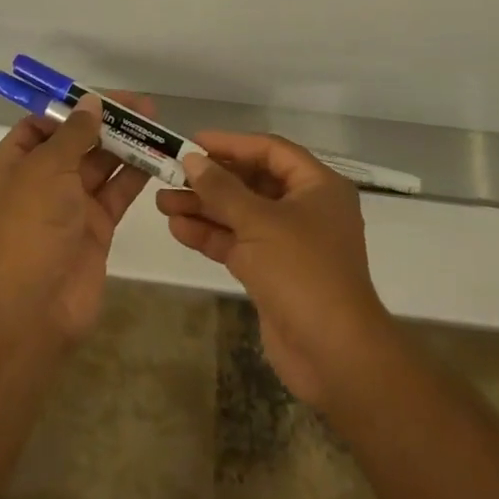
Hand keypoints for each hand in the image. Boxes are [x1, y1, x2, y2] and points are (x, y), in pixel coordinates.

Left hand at [0, 92, 150, 343]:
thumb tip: (91, 104)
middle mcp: (39, 182)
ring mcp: (69, 206)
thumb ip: (74, 134)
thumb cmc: (31, 225)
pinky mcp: (95, 227)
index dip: (70, 110)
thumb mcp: (47, 168)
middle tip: (142, 106)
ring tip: (156, 124)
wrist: (37, 306)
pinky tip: (157, 156)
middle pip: (75, 142)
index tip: (101, 98)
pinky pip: (116, 192)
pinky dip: (134, 175)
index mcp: (12, 165)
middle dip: (105, 123)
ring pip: (99, 166)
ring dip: (125, 145)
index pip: (40, 126)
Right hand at [157, 132, 390, 406]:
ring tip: (163, 202)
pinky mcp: (272, 272)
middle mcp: (305, 208)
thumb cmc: (303, 272)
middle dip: (210, 180)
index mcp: (317, 186)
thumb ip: (222, 188)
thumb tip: (192, 158)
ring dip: (204, 208)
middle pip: (251, 182)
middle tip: (170, 174)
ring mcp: (288, 242)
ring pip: (240, 214)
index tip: (193, 141)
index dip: (231, 143)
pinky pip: (238, 243)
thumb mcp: (259, 222)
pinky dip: (210, 235)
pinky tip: (178, 228)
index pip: (269, 150)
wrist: (335, 356)